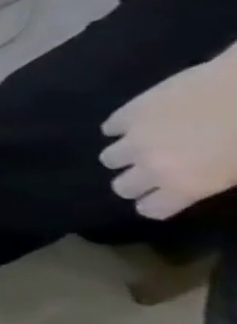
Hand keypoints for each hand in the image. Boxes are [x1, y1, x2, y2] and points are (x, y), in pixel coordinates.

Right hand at [100, 42, 236, 219]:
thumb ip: (214, 180)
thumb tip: (193, 181)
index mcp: (185, 184)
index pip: (150, 209)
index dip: (158, 205)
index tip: (167, 197)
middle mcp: (150, 166)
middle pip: (122, 187)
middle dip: (136, 183)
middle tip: (155, 172)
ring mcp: (134, 139)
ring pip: (110, 158)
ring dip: (126, 156)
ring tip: (146, 145)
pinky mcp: (128, 113)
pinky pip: (110, 128)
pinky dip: (122, 128)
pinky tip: (142, 122)